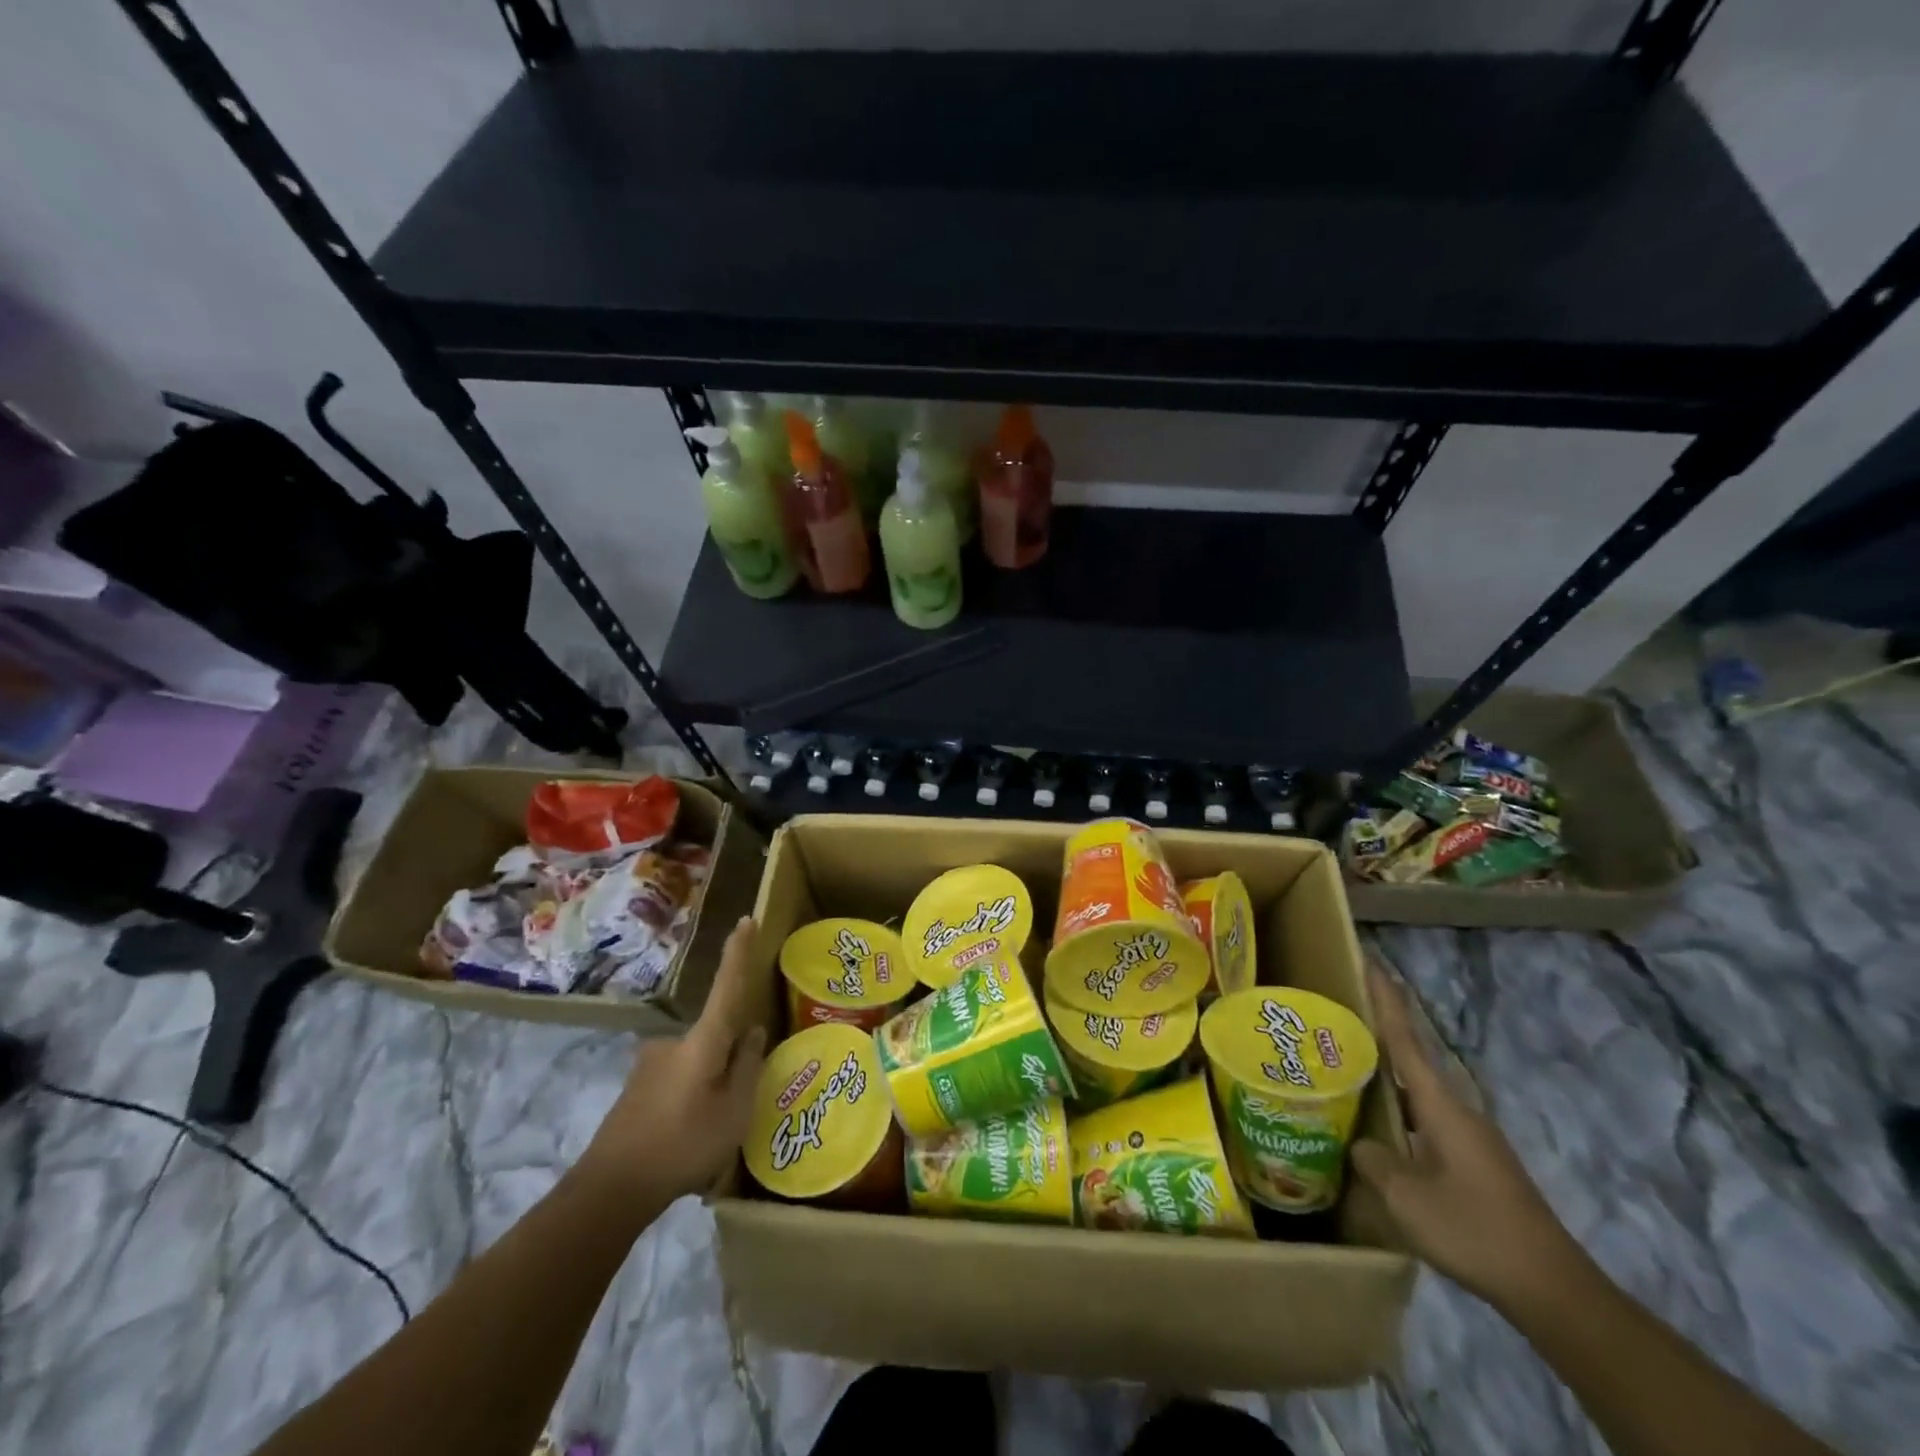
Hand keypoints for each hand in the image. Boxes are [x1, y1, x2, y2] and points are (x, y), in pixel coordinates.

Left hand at [575, 916, 767, 1205]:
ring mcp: (649, 1064)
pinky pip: (676, 1082)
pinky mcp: (636, 1087)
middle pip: (714, 1037)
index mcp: (702, 1042)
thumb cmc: (682, 1145)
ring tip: (708, 1134)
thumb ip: (747, 1068)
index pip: (726, 987)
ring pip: (695, 1063)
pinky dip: (687, 1101)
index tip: (745, 919)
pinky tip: (684, 1141)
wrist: (609, 1189)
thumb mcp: (734, 1112)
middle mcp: (673, 1042)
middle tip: (734, 1104)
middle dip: (728, 1060)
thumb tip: (754, 1032)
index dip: (737, 953)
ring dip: (706, 1086)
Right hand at [1351, 968, 1583, 1310]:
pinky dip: (1396, 1113)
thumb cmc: (1475, 1229)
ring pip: (1415, 1094)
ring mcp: (1469, 1138)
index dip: (1386, 999)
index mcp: (1441, 1106)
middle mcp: (1456, 1111)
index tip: (1370, 959)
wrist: (1552, 1289)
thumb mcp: (1407, 1197)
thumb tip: (1360, 1143)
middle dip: (1377, 1033)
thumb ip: (1373, 1160)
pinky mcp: (1473, 1164)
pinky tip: (1375, 1130)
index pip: (1406, 1038)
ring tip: (1342, 1070)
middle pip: (1409, 1059)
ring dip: (1383, 1078)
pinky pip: (1423, 1121)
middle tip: (1336, 1014)